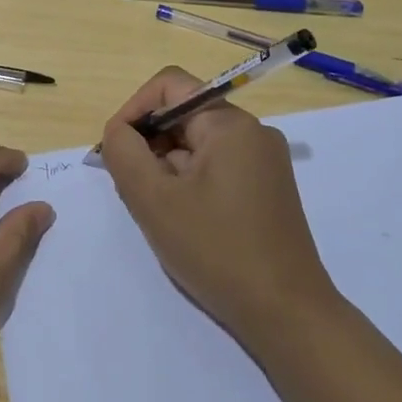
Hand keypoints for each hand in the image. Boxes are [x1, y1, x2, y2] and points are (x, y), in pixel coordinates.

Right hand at [101, 67, 337, 346]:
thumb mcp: (154, 200)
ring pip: (197, 145)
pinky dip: (188, 183)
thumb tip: (118, 132)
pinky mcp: (267, 189)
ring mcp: (264, 162)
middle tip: (130, 189)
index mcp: (230, 124)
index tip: (114, 150)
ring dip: (166, 168)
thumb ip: (124, 153)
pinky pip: (215, 168)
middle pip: (183, 116)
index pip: (169, 86)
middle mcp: (252, 132)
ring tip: (156, 211)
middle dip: (148, 144)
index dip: (133, 110)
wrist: (286, 314)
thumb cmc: (217, 250)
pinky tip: (181, 221)